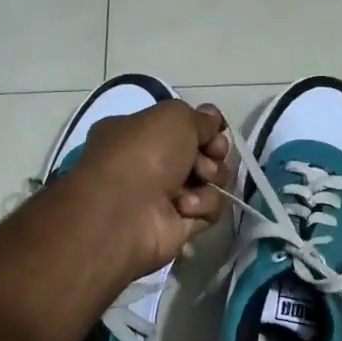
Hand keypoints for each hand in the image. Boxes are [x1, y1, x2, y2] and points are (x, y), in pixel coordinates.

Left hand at [65, 100, 232, 282]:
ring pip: (211, 181)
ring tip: (199, 180)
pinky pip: (209, 209)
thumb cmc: (144, 154)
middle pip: (203, 153)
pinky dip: (203, 205)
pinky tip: (184, 206)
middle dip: (214, 153)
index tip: (216, 131)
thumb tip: (213, 121)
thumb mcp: (173, 116)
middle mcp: (151, 163)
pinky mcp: (180, 224)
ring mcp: (166, 195)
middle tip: (212, 154)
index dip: (206, 128)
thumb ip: (200, 118)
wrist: (126, 211)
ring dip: (212, 177)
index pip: (185, 126)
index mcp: (139, 132)